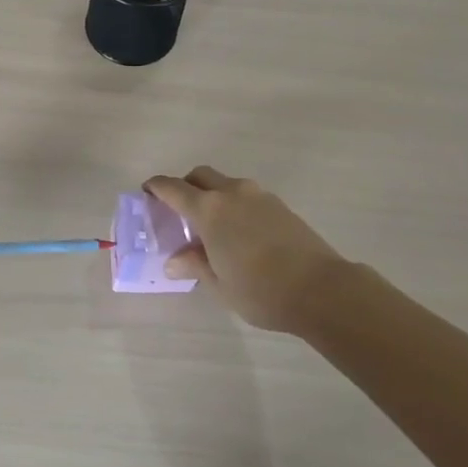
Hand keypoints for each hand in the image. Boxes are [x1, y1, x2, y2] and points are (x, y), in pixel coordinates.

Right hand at [144, 167, 349, 333]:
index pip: (173, 188)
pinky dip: (234, 204)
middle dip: (185, 186)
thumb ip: (195, 265)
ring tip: (211, 225)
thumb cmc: (260, 290)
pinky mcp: (280, 205)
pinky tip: (239, 232)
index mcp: (209, 210)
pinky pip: (246, 195)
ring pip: (226, 183)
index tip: (146, 191)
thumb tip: (173, 261)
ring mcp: (259, 196)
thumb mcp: (219, 284)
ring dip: (212, 195)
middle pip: (200, 176)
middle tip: (178, 209)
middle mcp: (232, 193)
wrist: (321, 289)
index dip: (156, 187)